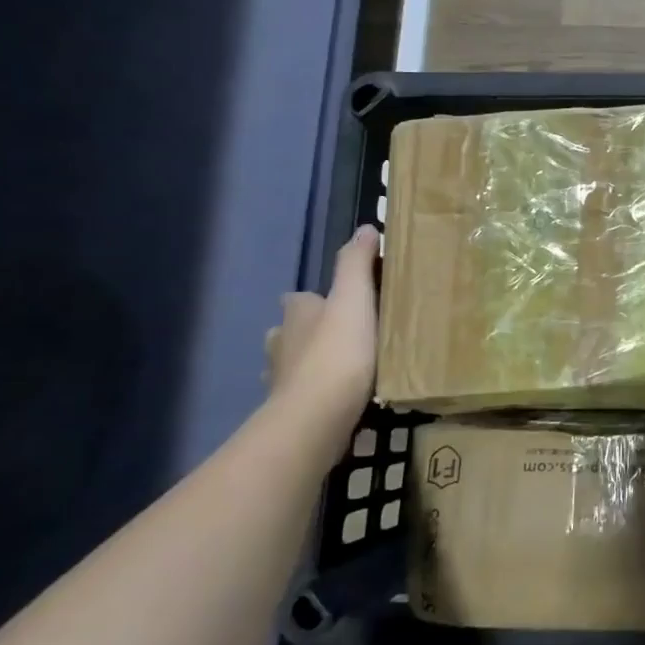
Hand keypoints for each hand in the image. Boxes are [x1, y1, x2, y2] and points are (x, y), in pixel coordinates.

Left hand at [265, 226, 379, 428]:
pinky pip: (303, 395)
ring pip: (294, 364)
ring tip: (345, 368)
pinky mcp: (289, 411)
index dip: (316, 299)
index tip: (342, 303)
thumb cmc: (338, 352)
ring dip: (312, 364)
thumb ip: (357, 264)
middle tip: (347, 336)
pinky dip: (316, 393)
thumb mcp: (354, 299)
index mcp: (296, 313)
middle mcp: (281, 343)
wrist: (317, 416)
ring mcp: (280, 380)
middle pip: (291, 331)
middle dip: (311, 332)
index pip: (300, 299)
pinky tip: (337, 399)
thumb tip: (364, 228)